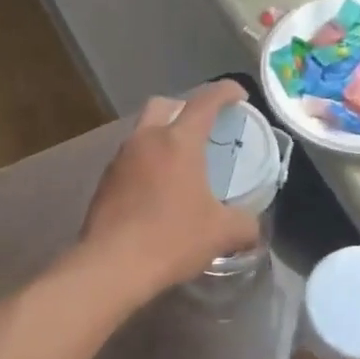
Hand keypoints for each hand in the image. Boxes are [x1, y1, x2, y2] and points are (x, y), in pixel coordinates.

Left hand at [79, 80, 261, 306]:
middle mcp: (145, 140)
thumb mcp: (222, 233)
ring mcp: (120, 160)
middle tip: (203, 127)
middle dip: (185, 107)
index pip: (205, 101)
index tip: (239, 95)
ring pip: (143, 132)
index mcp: (178, 141)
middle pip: (164, 105)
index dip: (225, 91)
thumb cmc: (172, 239)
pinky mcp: (105, 183)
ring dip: (163, 137)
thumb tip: (254, 228)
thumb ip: (246, 225)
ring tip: (182, 162)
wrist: (111, 267)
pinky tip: (158, 191)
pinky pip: (131, 160)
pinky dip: (147, 163)